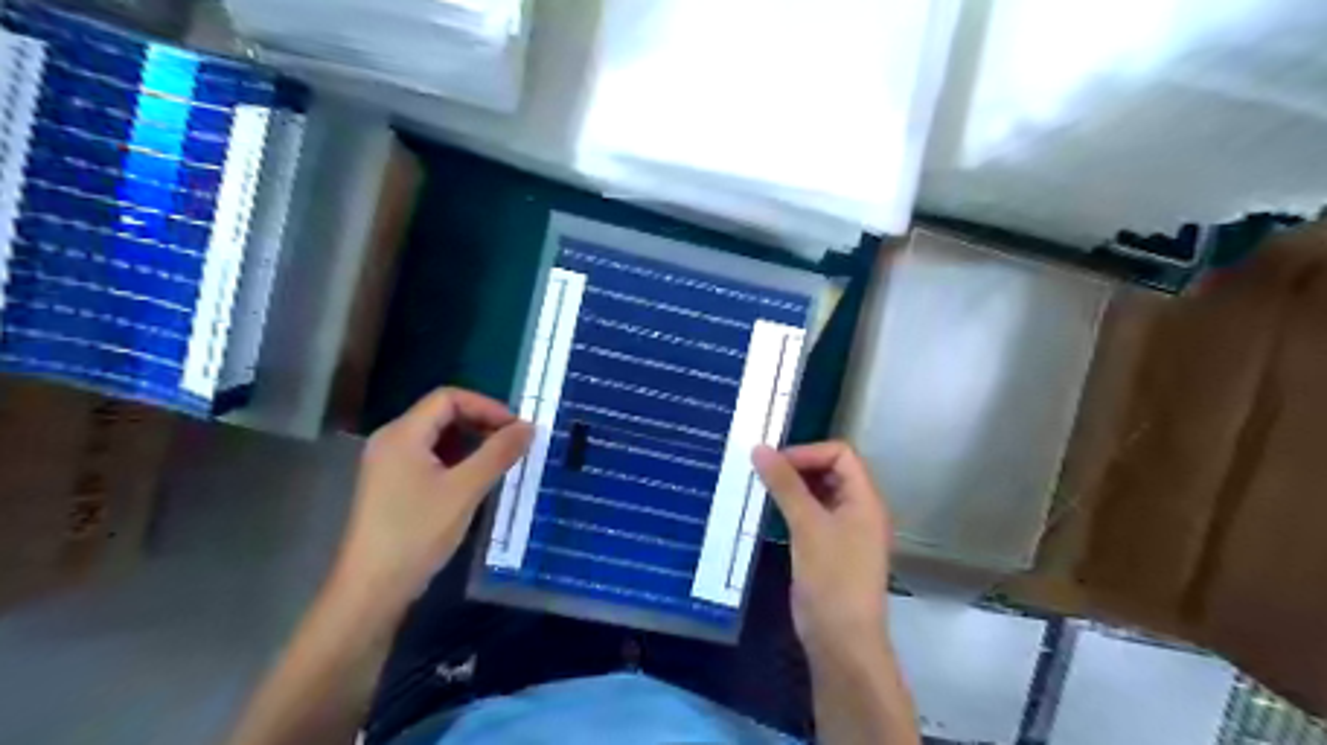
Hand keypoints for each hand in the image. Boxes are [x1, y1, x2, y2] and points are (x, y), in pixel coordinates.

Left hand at [332, 389, 530, 610]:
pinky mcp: (392, 485)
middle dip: (481, 423)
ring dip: (471, 443)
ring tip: (499, 462)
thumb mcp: (465, 490)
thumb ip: (498, 453)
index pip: (449, 398)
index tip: (516, 428)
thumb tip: (529, 426)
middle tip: (513, 444)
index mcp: (402, 434)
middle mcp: (391, 440)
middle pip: (442, 414)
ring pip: (438, 438)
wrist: (372, 589)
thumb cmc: (417, 533)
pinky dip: (457, 460)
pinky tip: (475, 481)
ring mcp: (389, 464)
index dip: (486, 406)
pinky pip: (430, 458)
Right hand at [752, 444, 894, 645]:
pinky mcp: (829, 548)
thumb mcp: (807, 526)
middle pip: (831, 471)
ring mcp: (845, 530)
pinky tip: (769, 511)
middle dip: (799, 466)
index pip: (841, 454)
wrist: (841, 640)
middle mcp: (859, 509)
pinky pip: (812, 515)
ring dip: (793, 487)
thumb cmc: (831, 578)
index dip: (809, 452)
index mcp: (865, 499)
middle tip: (763, 472)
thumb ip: (785, 485)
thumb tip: (760, 448)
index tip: (775, 463)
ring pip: (820, 493)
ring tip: (761, 487)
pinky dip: (792, 507)